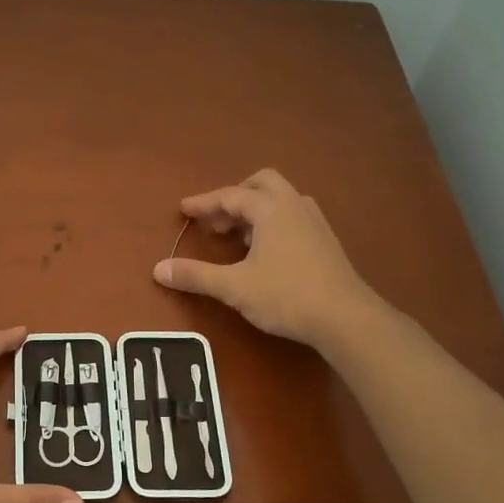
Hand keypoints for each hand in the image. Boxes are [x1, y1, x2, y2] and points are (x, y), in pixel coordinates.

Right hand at [154, 169, 378, 348]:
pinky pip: (293, 217)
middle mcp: (295, 206)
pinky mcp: (326, 242)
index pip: (230, 196)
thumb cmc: (286, 295)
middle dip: (235, 196)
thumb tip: (158, 269)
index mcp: (271, 209)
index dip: (204, 202)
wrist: (346, 318)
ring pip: (281, 200)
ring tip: (238, 237)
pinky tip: (265, 252)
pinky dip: (273, 223)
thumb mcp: (234, 287)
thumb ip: (196, 275)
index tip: (183, 210)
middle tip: (217, 219)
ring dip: (256, 210)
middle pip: (262, 184)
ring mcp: (315, 222)